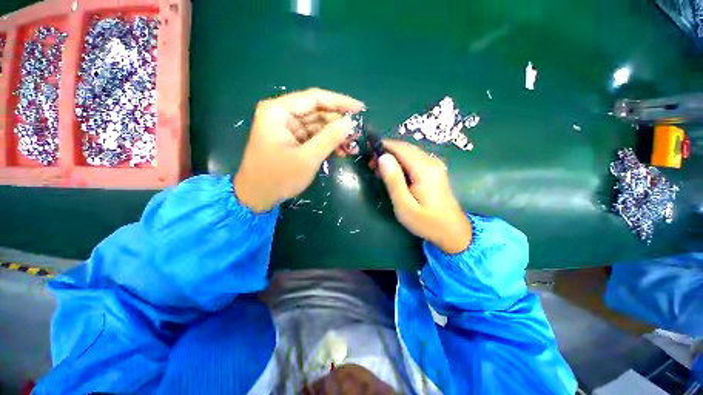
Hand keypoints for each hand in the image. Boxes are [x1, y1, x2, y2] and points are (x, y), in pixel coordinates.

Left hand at [234, 88, 363, 211]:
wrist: (257, 197)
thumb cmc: (279, 177)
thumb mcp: (307, 158)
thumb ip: (329, 138)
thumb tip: (350, 123)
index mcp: (279, 111)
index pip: (314, 98)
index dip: (340, 102)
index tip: (360, 108)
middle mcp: (282, 115)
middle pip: (317, 112)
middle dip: (338, 123)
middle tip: (358, 133)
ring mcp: (287, 129)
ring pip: (317, 126)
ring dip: (335, 135)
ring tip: (352, 145)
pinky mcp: (292, 141)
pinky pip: (313, 137)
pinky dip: (327, 143)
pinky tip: (341, 151)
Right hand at [378, 140, 471, 253]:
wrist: (452, 231)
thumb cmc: (426, 222)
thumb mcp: (404, 205)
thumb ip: (393, 180)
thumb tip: (383, 157)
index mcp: (424, 169)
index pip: (400, 148)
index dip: (383, 147)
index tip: (368, 155)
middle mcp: (431, 161)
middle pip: (405, 148)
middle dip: (387, 152)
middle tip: (372, 166)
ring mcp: (435, 165)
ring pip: (410, 152)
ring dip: (394, 157)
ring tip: (381, 171)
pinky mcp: (435, 170)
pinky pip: (415, 159)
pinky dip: (402, 162)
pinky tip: (395, 174)